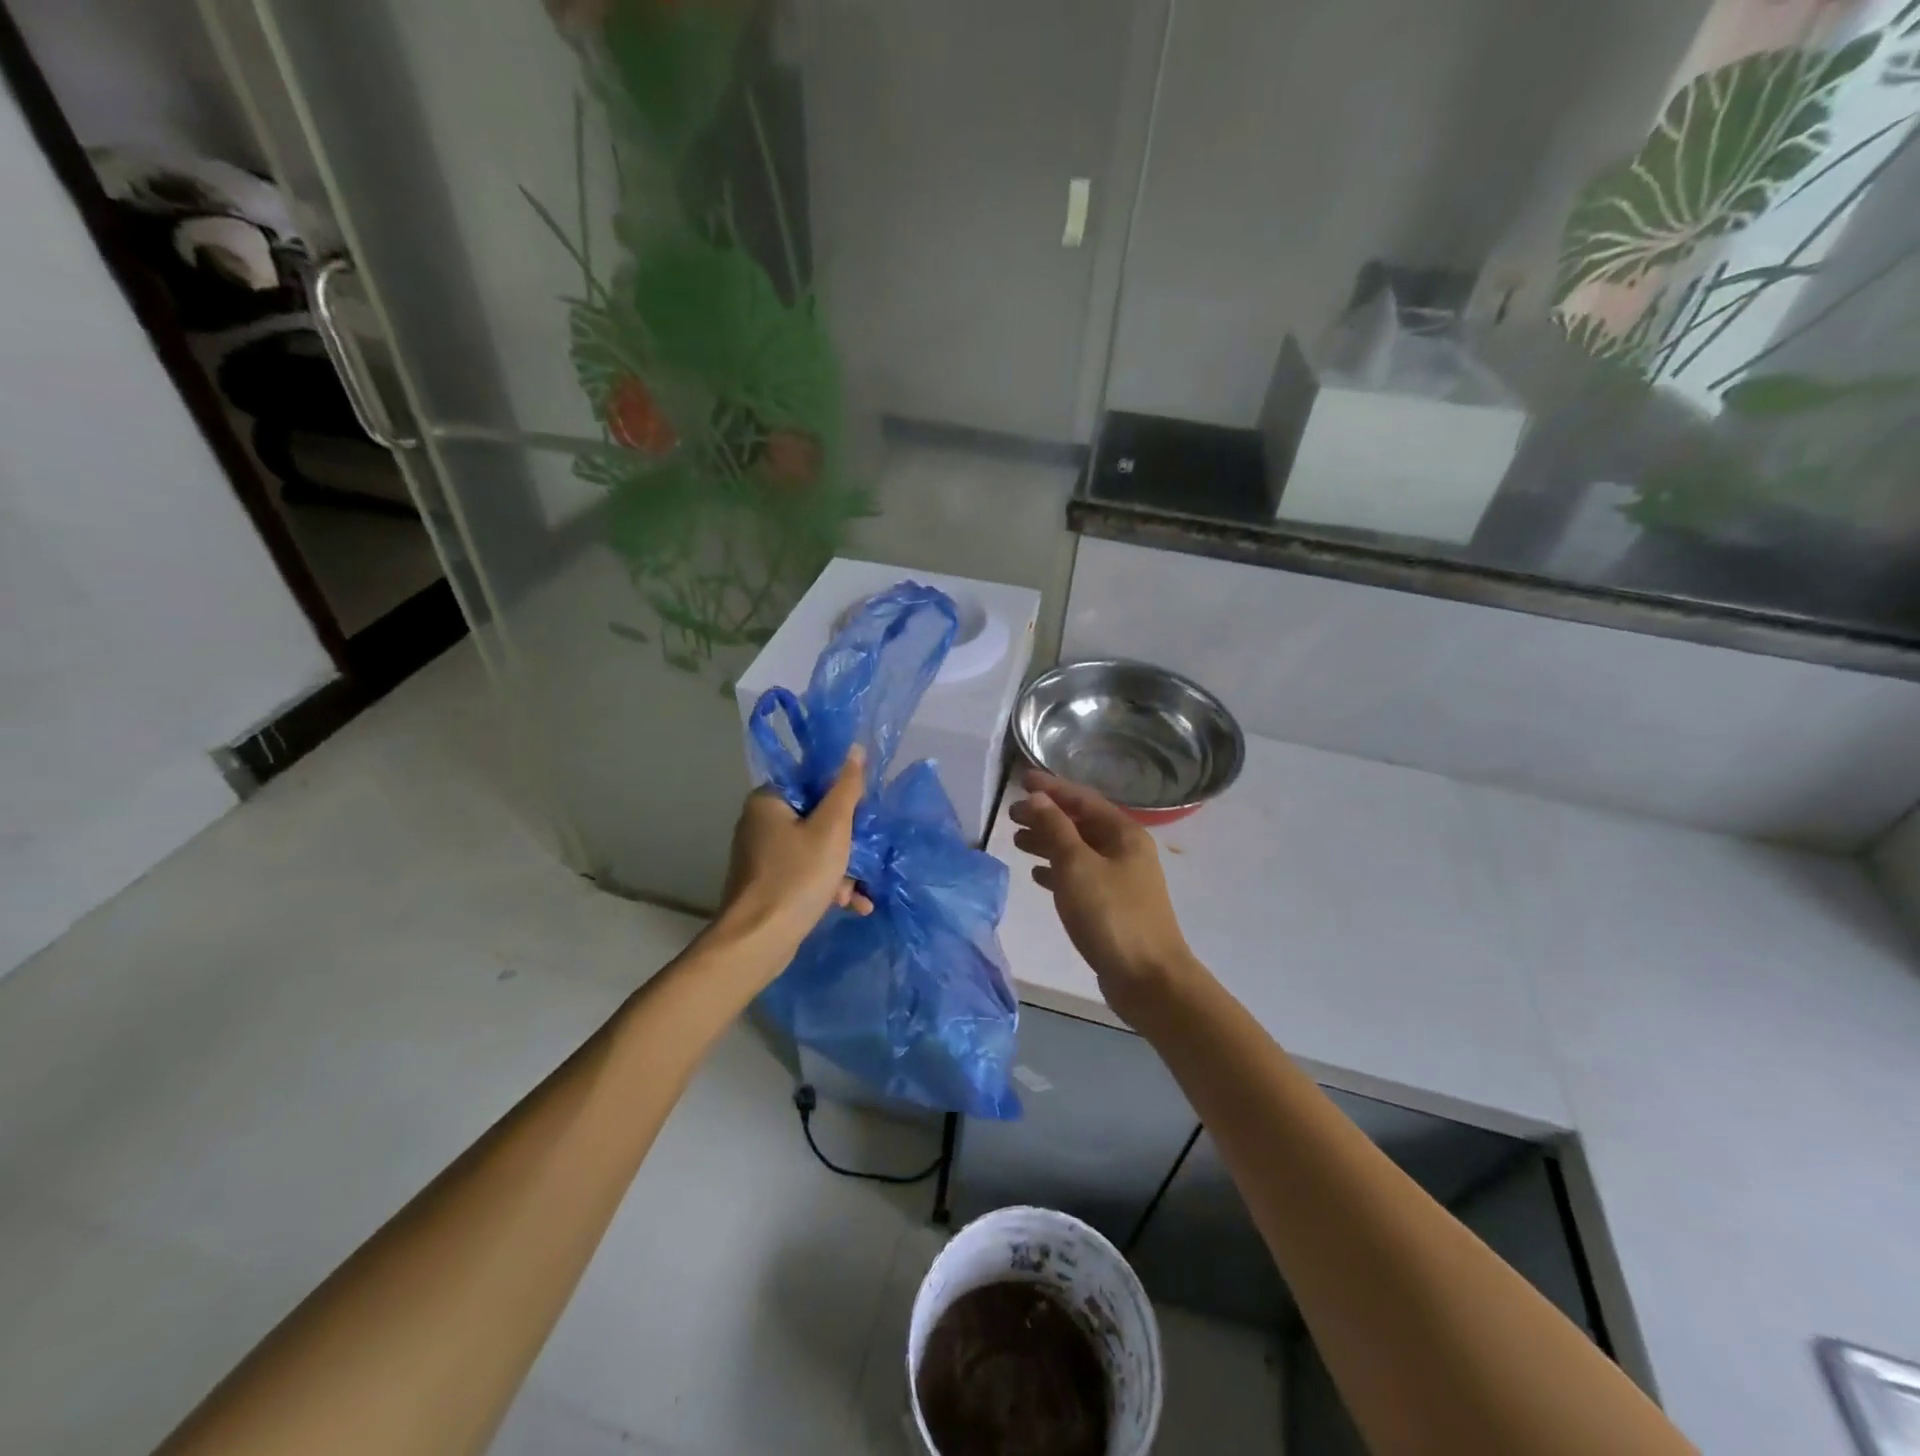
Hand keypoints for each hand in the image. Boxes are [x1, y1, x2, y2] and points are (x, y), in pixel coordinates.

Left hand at [718, 747, 873, 957]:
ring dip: (842, 869)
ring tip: (856, 892)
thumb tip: (855, 749)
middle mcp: (760, 822)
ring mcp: (762, 855)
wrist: (758, 941)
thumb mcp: (831, 829)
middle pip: (817, 817)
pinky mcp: (768, 883)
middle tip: (862, 858)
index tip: (863, 815)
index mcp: (768, 800)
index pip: (812, 781)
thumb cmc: (797, 877)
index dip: (842, 796)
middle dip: (846, 842)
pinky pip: (805, 873)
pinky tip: (853, 904)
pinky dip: (828, 885)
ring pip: (814, 849)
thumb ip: (846, 789)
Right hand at [1008, 770, 1197, 1024]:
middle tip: (1012, 815)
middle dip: (1047, 816)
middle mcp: (1126, 850)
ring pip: (1079, 850)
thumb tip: (1037, 798)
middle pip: (1081, 823)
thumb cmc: (1111, 915)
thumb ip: (1055, 828)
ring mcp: (1122, 879)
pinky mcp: (1114, 906)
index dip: (1051, 788)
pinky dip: (1058, 871)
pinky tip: (1038, 875)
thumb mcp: (1076, 866)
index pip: (1082, 799)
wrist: (1149, 979)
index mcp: (1124, 833)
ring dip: (1049, 842)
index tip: (1021, 779)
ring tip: (1018, 842)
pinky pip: (1081, 877)